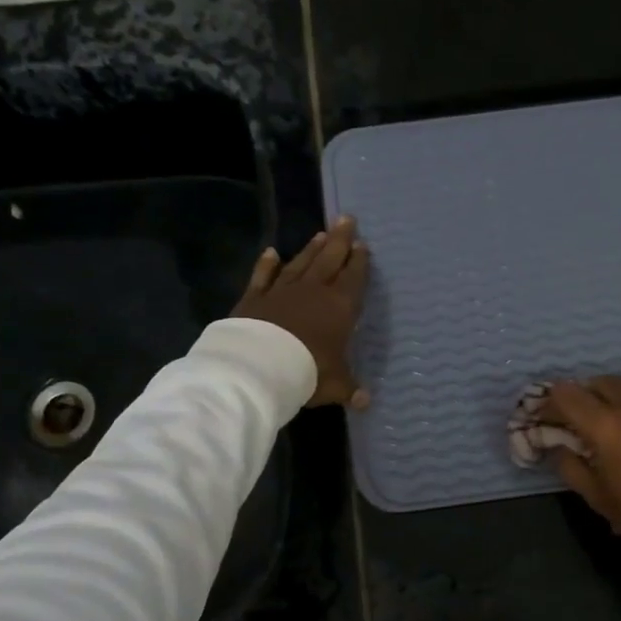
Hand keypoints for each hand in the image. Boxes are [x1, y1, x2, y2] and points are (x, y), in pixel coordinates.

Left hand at [232, 217, 371, 408]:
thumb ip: (349, 389)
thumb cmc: (307, 372)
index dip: (359, 262)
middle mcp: (314, 291)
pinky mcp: (255, 297)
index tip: (363, 245)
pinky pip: (263, 276)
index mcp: (340, 307)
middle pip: (330, 259)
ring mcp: (282, 291)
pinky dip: (266, 264)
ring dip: (311, 248)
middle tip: (346, 218)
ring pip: (301, 263)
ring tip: (321, 233)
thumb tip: (365, 402)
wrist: (260, 366)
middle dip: (340, 240)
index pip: (354, 278)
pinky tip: (270, 252)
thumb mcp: (335, 385)